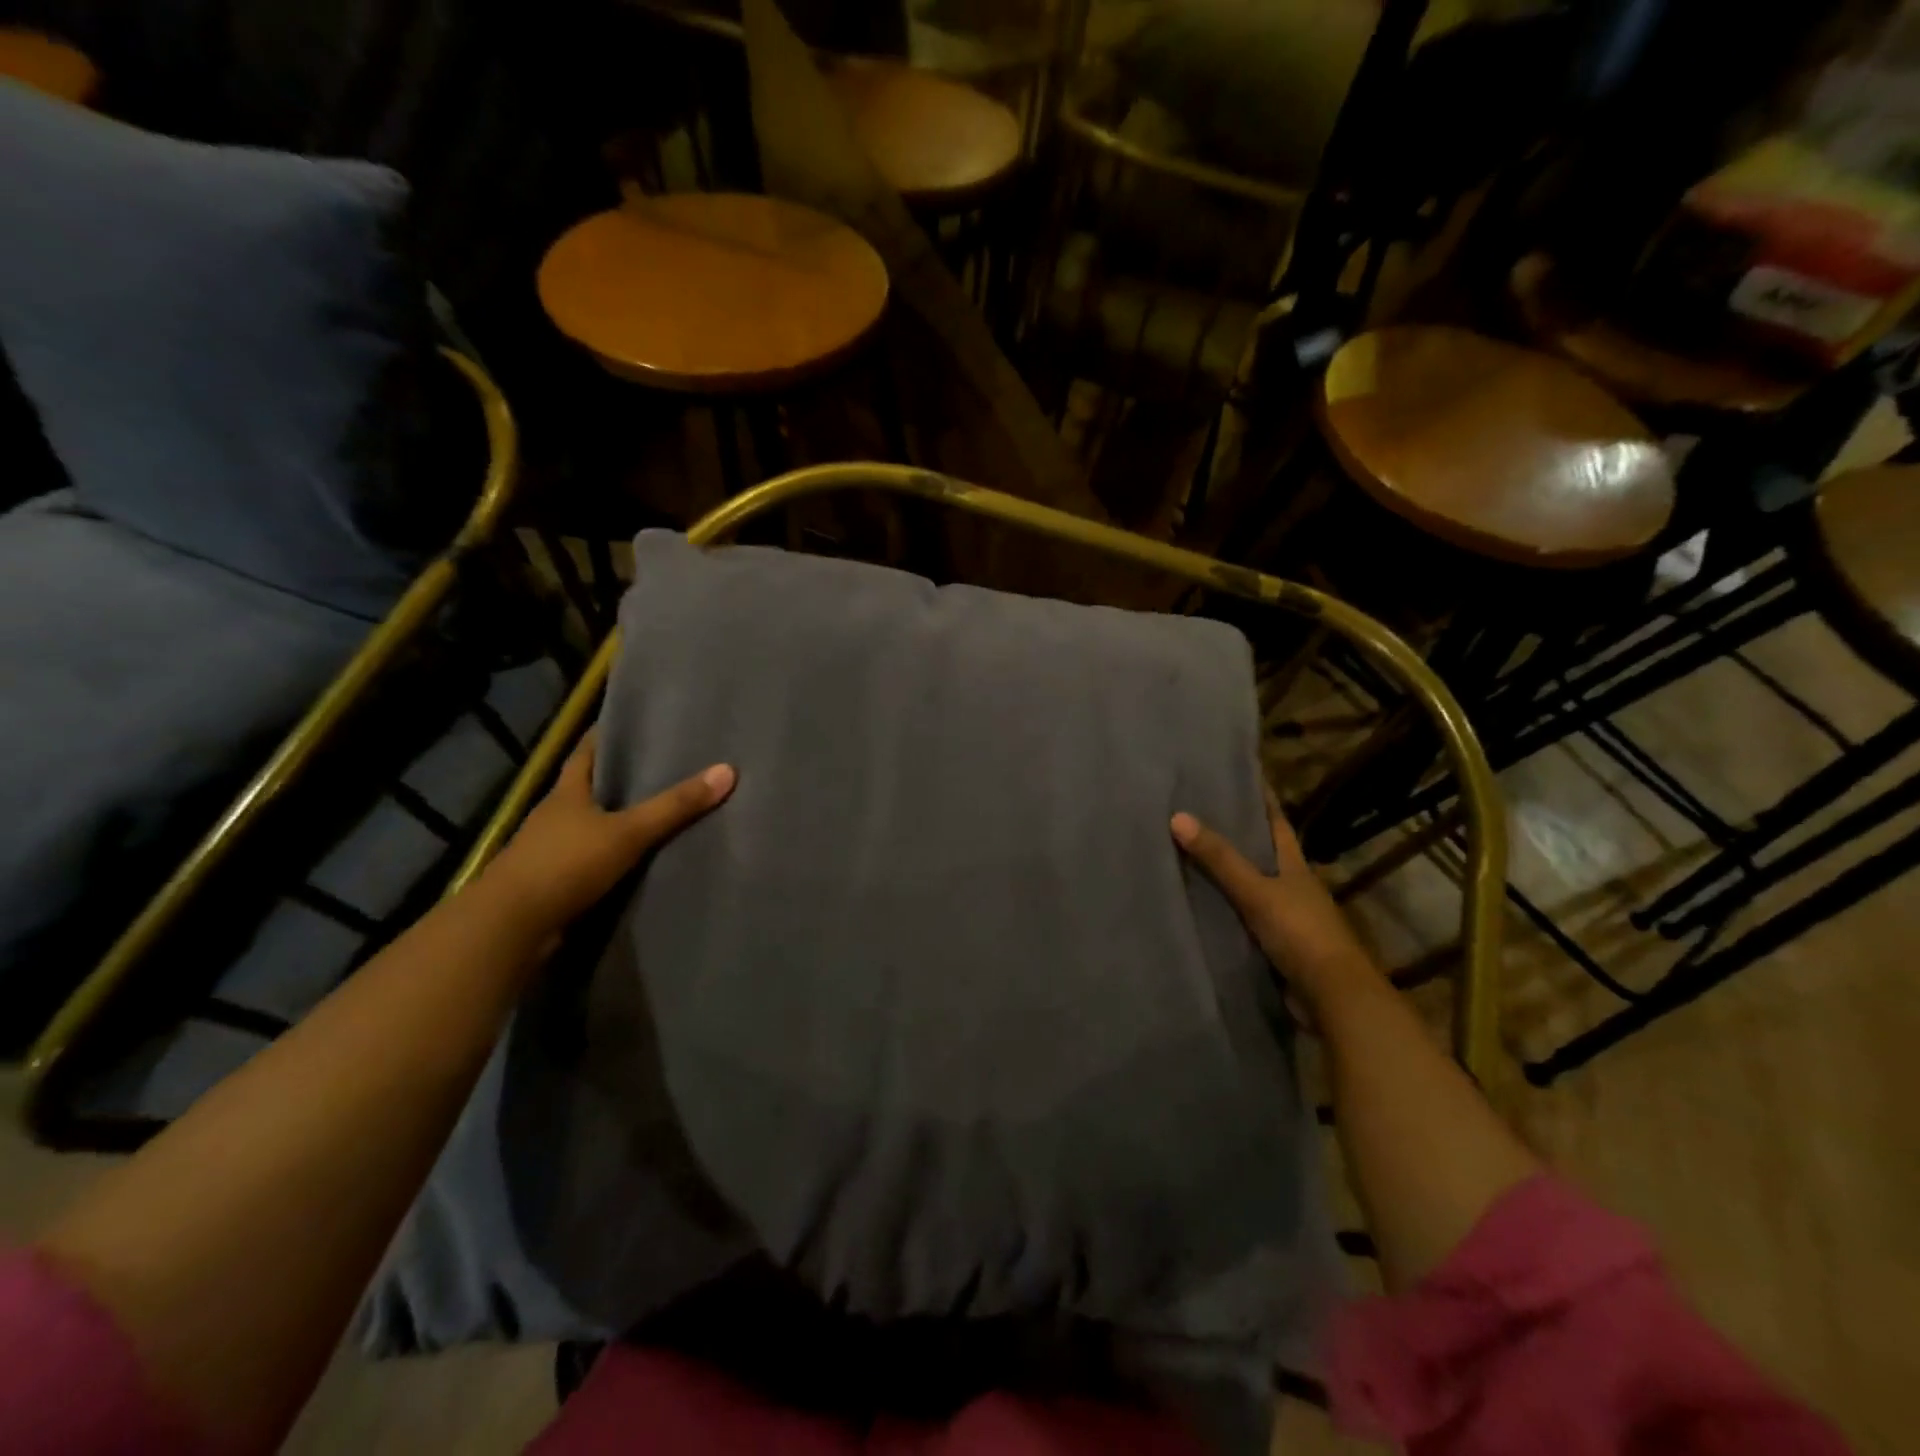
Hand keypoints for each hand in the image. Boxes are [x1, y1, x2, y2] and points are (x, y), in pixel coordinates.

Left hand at [485, 730, 734, 934]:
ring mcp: (549, 850)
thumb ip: (675, 806)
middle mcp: (554, 815)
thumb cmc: (566, 864)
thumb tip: (728, 770)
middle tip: (658, 764)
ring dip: (613, 819)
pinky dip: (609, 854)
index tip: (629, 722)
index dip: (604, 734)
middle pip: (587, 787)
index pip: (585, 752)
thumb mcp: (628, 832)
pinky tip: (634, 858)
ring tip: (654, 810)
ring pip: (588, 825)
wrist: (511, 926)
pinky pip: (588, 859)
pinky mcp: (552, 882)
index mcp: (566, 793)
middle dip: (617, 777)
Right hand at [1171, 796, 1380, 1008]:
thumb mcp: (1256, 891)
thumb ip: (1219, 859)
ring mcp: (1287, 916)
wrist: (1332, 996)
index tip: (1241, 775)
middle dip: (1238, 833)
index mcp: (1295, 866)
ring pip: (1254, 884)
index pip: (1277, 822)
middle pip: (1264, 851)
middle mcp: (1293, 885)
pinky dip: (1227, 907)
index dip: (1262, 799)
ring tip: (1191, 852)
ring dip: (1230, 872)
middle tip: (1201, 811)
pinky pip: (1245, 915)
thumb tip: (1177, 816)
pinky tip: (1202, 903)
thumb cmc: (1300, 933)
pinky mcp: (1277, 943)